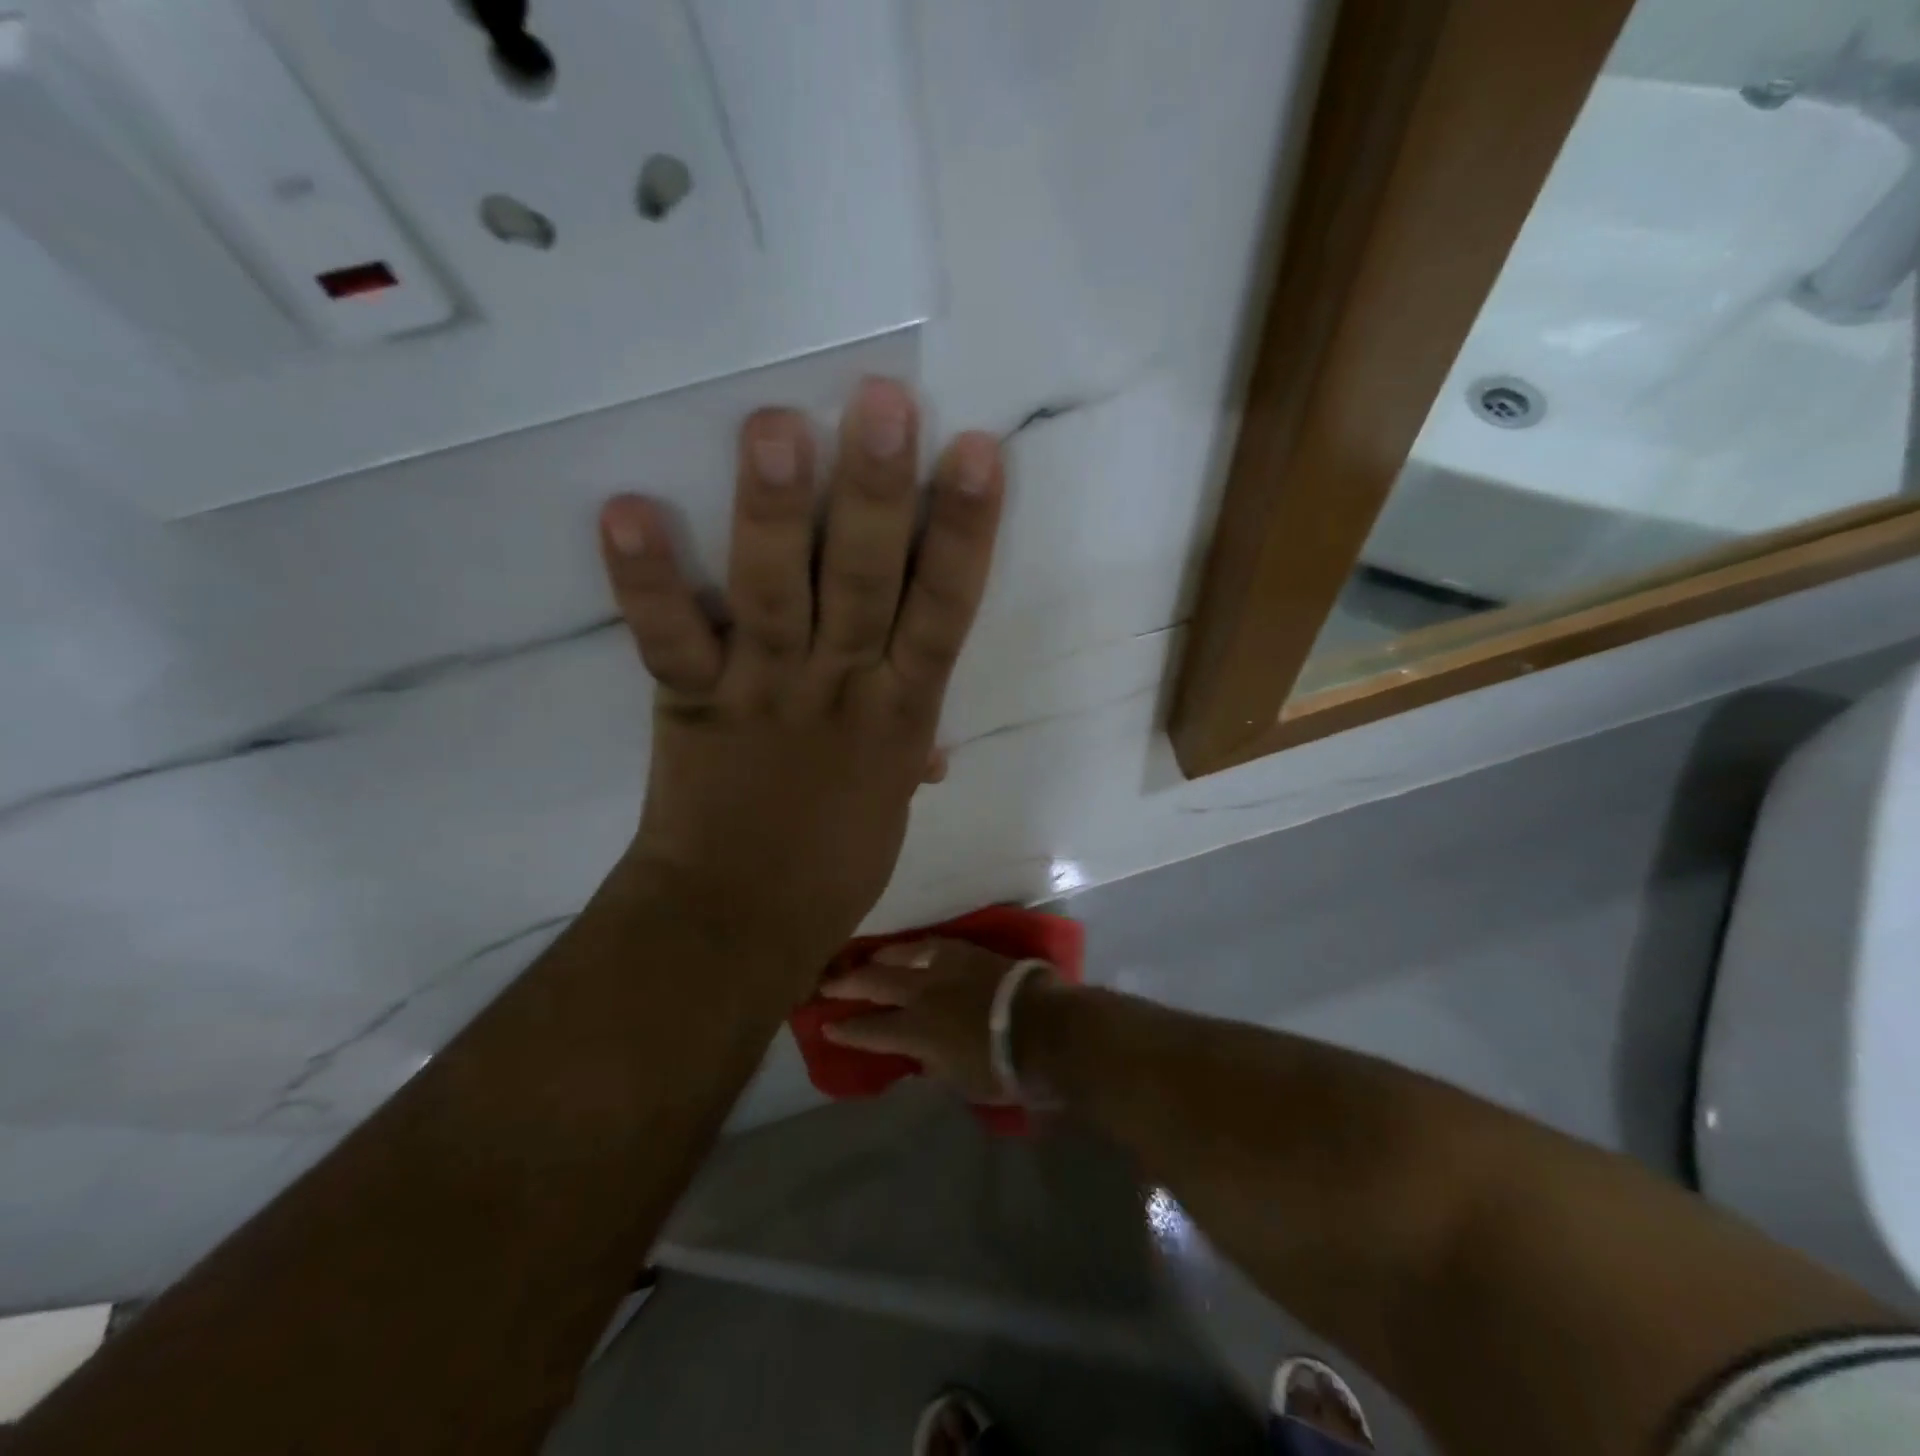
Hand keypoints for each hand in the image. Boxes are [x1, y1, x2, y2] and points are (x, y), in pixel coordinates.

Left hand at [598, 379, 1004, 991]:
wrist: (742, 920)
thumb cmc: (833, 860)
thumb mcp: (891, 801)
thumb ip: (910, 747)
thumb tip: (933, 740)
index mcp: (901, 713)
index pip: (945, 611)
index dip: (964, 533)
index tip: (976, 452)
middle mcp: (839, 688)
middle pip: (867, 582)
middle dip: (878, 493)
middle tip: (883, 401)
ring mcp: (763, 693)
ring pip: (776, 593)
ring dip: (775, 512)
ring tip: (775, 425)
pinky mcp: (692, 705)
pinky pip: (670, 639)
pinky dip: (647, 581)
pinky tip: (626, 509)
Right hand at [818, 939, 1063, 1103]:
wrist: (1041, 1027)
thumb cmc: (1000, 1067)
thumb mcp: (958, 1079)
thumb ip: (930, 1062)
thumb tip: (916, 1053)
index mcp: (914, 1030)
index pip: (869, 1029)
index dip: (846, 1029)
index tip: (827, 1026)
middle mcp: (920, 993)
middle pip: (874, 983)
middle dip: (846, 983)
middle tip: (824, 981)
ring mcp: (943, 966)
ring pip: (899, 955)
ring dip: (877, 958)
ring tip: (863, 958)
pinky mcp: (966, 951)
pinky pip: (931, 944)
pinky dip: (913, 948)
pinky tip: (908, 948)